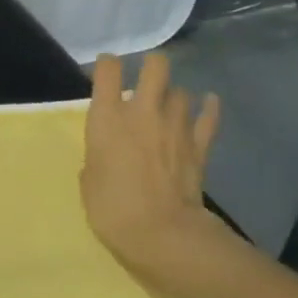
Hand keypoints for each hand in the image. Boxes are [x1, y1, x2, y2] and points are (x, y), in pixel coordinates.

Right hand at [82, 53, 234, 280]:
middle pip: (156, 66)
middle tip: (145, 78)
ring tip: (168, 107)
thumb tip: (108, 153)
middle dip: (151, 66)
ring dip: (173, 96)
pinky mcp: (199, 145)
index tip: (106, 73)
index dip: (107, 65)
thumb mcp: (89, 180)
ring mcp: (175, 126)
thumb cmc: (112, 208)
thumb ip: (98, 156)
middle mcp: (142, 111)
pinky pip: (208, 117)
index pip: (108, 69)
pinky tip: (208, 103)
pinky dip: (208, 108)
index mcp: (108, 118)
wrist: (161, 233)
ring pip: (181, 92)